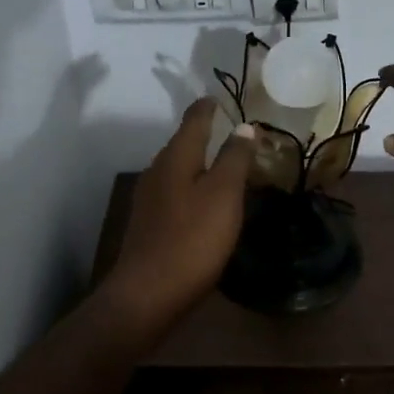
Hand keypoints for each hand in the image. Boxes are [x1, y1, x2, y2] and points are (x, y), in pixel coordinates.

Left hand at [98, 99, 255, 333]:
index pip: (194, 119)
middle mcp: (158, 170)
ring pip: (179, 169)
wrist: (148, 295)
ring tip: (226, 165)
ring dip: (200, 162)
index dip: (209, 107)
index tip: (223, 99)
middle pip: (184, 143)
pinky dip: (193, 187)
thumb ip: (235, 158)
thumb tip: (245, 127)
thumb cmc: (192, 239)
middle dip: (206, 134)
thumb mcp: (224, 195)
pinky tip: (206, 202)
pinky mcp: (149, 223)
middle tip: (235, 133)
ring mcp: (149, 198)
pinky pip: (175, 192)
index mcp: (176, 157)